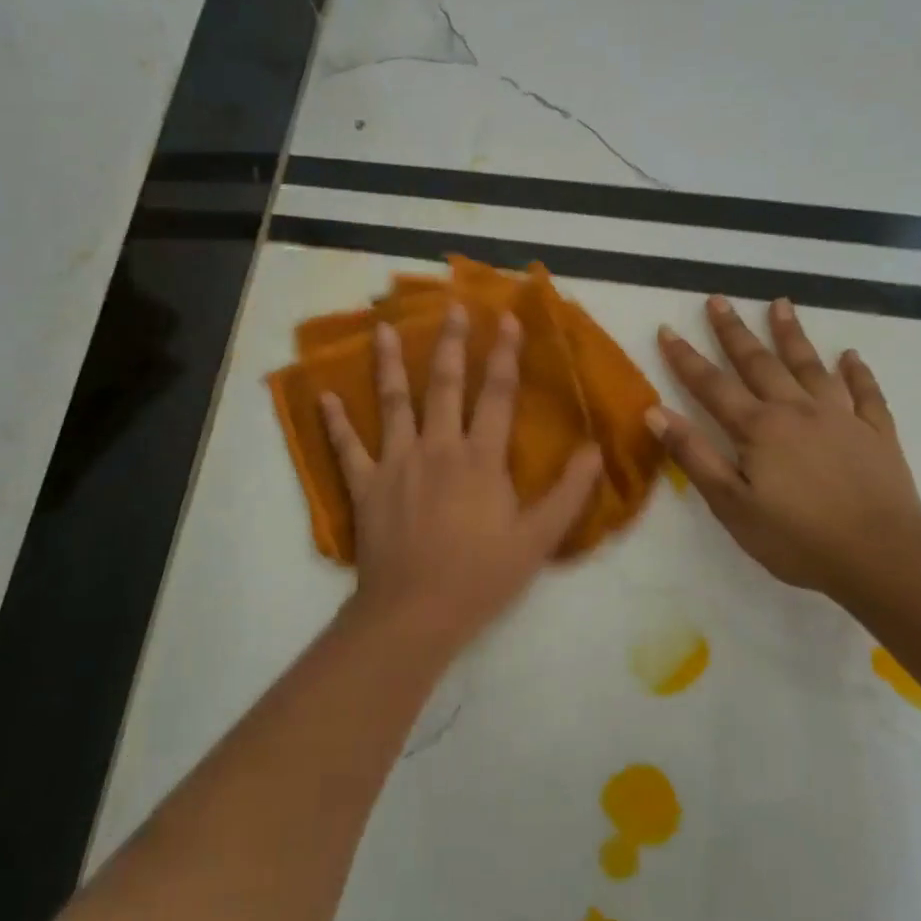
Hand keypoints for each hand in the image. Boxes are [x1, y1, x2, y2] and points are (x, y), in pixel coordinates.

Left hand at [320, 304, 605, 649]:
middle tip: (452, 307)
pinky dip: (336, 423)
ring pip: (393, 403)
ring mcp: (396, 464)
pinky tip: (325, 397)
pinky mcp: (365, 486)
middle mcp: (437, 448)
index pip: (497, 395)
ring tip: (383, 328)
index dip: (504, 355)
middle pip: (444, 386)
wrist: (416, 613)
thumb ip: (568, 492)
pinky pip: (346, 448)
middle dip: (451, 344)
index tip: (507, 320)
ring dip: (389, 364)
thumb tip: (595, 450)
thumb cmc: (481, 576)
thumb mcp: (538, 539)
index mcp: (480, 459)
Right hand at [650, 296, 920, 602]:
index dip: (685, 358)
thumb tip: (655, 412)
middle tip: (718, 300)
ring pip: (811, 366)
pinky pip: (865, 393)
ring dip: (792, 335)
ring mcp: (841, 418)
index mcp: (759, 428)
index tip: (667, 329)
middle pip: (759, 363)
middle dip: (734, 332)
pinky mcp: (876, 434)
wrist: (882, 556)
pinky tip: (850, 356)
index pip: (712, 385)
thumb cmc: (797, 538)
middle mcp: (798, 410)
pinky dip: (857, 372)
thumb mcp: (731, 504)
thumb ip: (694, 455)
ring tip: (781, 304)